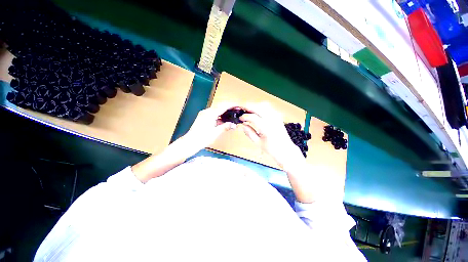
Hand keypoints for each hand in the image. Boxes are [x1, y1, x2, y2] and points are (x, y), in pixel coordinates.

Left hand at [182, 103, 237, 152]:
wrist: (190, 142)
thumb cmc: (202, 138)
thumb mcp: (216, 132)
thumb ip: (225, 127)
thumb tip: (234, 125)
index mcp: (210, 113)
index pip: (224, 106)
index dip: (232, 105)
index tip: (239, 106)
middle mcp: (207, 112)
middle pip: (220, 107)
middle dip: (229, 109)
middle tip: (237, 111)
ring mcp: (204, 115)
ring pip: (217, 111)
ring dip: (225, 113)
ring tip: (233, 115)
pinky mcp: (203, 118)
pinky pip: (213, 115)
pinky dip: (220, 117)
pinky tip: (224, 121)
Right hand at [239, 103, 304, 170]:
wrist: (286, 149)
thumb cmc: (272, 149)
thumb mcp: (258, 143)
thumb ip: (249, 133)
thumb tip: (243, 125)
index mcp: (266, 128)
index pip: (253, 117)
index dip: (245, 116)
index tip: (240, 118)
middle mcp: (272, 120)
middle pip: (258, 107)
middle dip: (248, 107)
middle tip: (241, 109)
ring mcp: (276, 117)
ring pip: (264, 105)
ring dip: (254, 106)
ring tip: (248, 110)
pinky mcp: (278, 117)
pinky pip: (268, 108)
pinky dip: (261, 107)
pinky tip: (257, 111)